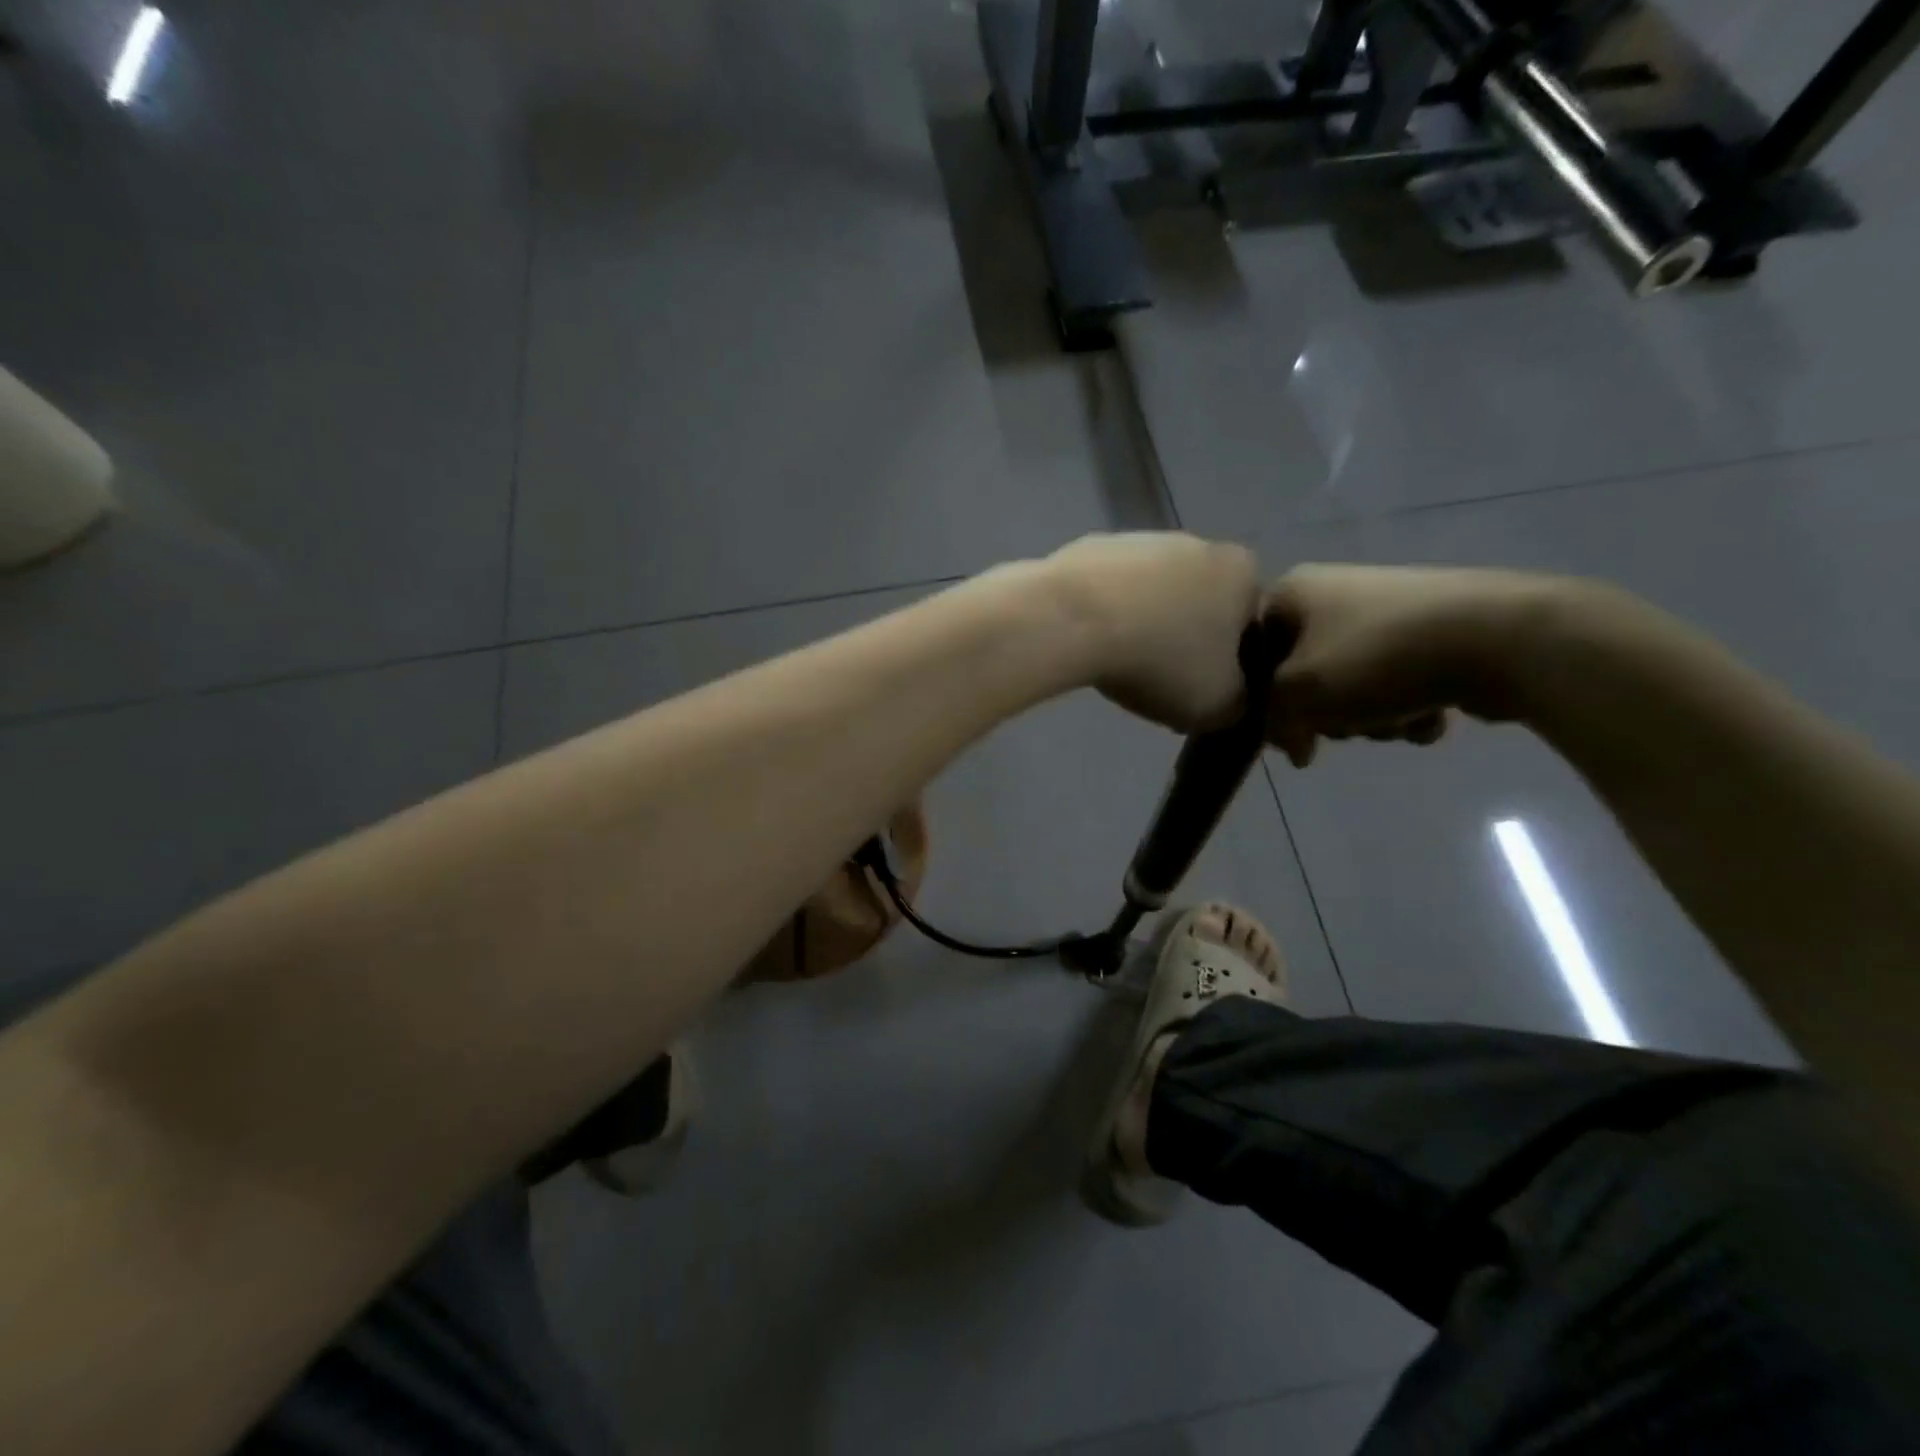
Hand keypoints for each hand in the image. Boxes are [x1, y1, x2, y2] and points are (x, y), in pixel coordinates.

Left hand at [1043, 533, 1262, 731]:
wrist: (1072, 621)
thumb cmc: (1161, 660)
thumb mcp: (1220, 704)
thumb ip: (1241, 702)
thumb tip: (1233, 698)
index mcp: (1242, 571)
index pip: (1250, 625)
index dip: (1231, 666)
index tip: (1204, 692)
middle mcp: (1197, 542)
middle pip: (1200, 605)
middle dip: (1184, 641)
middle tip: (1160, 683)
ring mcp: (1139, 540)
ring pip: (1152, 597)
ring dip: (1142, 627)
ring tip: (1119, 667)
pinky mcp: (1090, 548)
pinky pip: (1108, 594)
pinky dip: (1104, 617)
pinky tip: (1089, 645)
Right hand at [1263, 564, 1555, 765]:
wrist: (1502, 638)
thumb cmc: (1378, 658)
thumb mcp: (1298, 693)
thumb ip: (1271, 719)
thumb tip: (1292, 746)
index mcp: (1295, 592)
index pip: (1253, 652)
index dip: (1261, 698)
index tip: (1282, 730)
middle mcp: (1335, 593)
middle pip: (1303, 674)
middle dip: (1325, 711)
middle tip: (1343, 725)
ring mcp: (1387, 612)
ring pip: (1352, 685)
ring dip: (1368, 717)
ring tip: (1396, 721)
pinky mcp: (1431, 633)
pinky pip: (1398, 683)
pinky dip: (1407, 707)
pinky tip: (1430, 715)